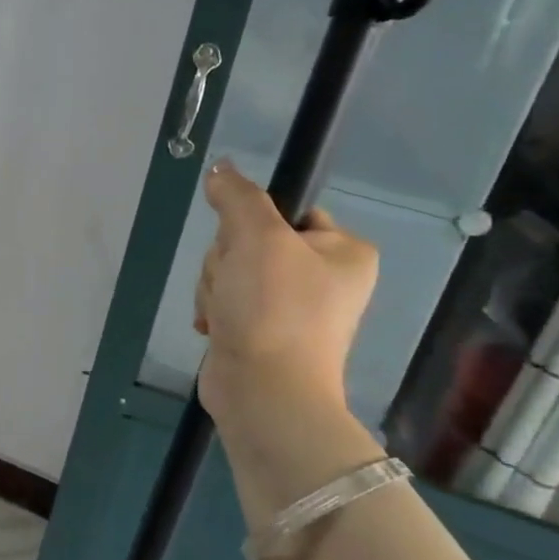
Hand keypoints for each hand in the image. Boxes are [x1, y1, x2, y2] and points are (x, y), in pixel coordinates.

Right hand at [194, 159, 377, 425]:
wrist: (263, 391)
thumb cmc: (273, 308)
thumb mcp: (256, 237)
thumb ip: (237, 196)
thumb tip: (220, 168)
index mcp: (343, 251)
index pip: (289, 210)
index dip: (254, 222)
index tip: (247, 244)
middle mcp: (324, 277)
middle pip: (250, 240)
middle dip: (227, 261)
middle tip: (234, 285)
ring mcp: (291, 307)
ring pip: (231, 269)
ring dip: (215, 287)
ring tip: (225, 313)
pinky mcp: (261, 330)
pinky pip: (226, 299)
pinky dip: (215, 309)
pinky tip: (216, 327)